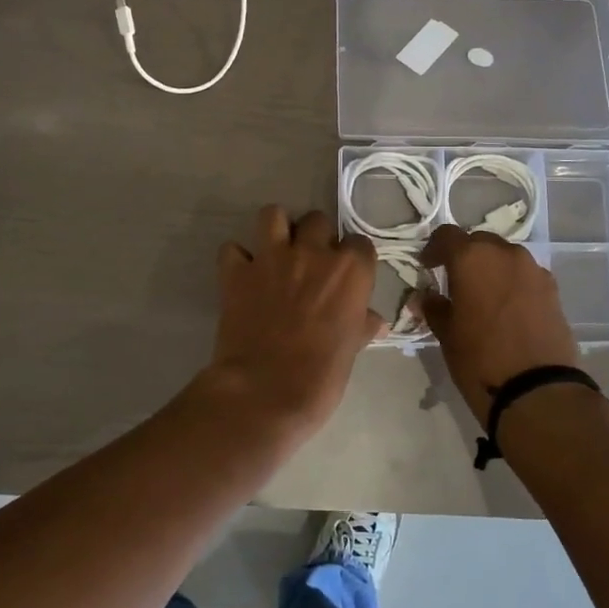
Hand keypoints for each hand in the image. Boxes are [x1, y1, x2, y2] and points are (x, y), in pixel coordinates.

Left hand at [208, 206, 383, 430]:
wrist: (265, 392)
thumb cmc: (321, 377)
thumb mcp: (351, 351)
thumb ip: (361, 326)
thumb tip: (376, 322)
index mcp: (350, 271)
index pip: (360, 243)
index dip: (353, 258)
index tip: (347, 275)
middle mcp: (313, 253)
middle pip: (318, 220)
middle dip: (315, 237)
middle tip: (310, 264)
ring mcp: (271, 258)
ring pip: (273, 215)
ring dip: (276, 229)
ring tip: (277, 252)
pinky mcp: (236, 272)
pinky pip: (232, 249)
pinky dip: (236, 259)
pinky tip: (242, 275)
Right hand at [420, 226, 580, 428]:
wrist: (538, 390)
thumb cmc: (480, 360)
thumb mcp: (447, 335)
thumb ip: (434, 308)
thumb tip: (426, 297)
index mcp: (472, 258)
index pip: (447, 235)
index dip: (434, 248)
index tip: (427, 266)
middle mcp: (505, 253)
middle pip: (479, 242)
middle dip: (465, 256)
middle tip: (455, 281)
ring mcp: (533, 269)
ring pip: (505, 257)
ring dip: (492, 268)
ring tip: (483, 296)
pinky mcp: (553, 289)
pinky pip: (526, 275)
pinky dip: (513, 283)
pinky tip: (508, 309)